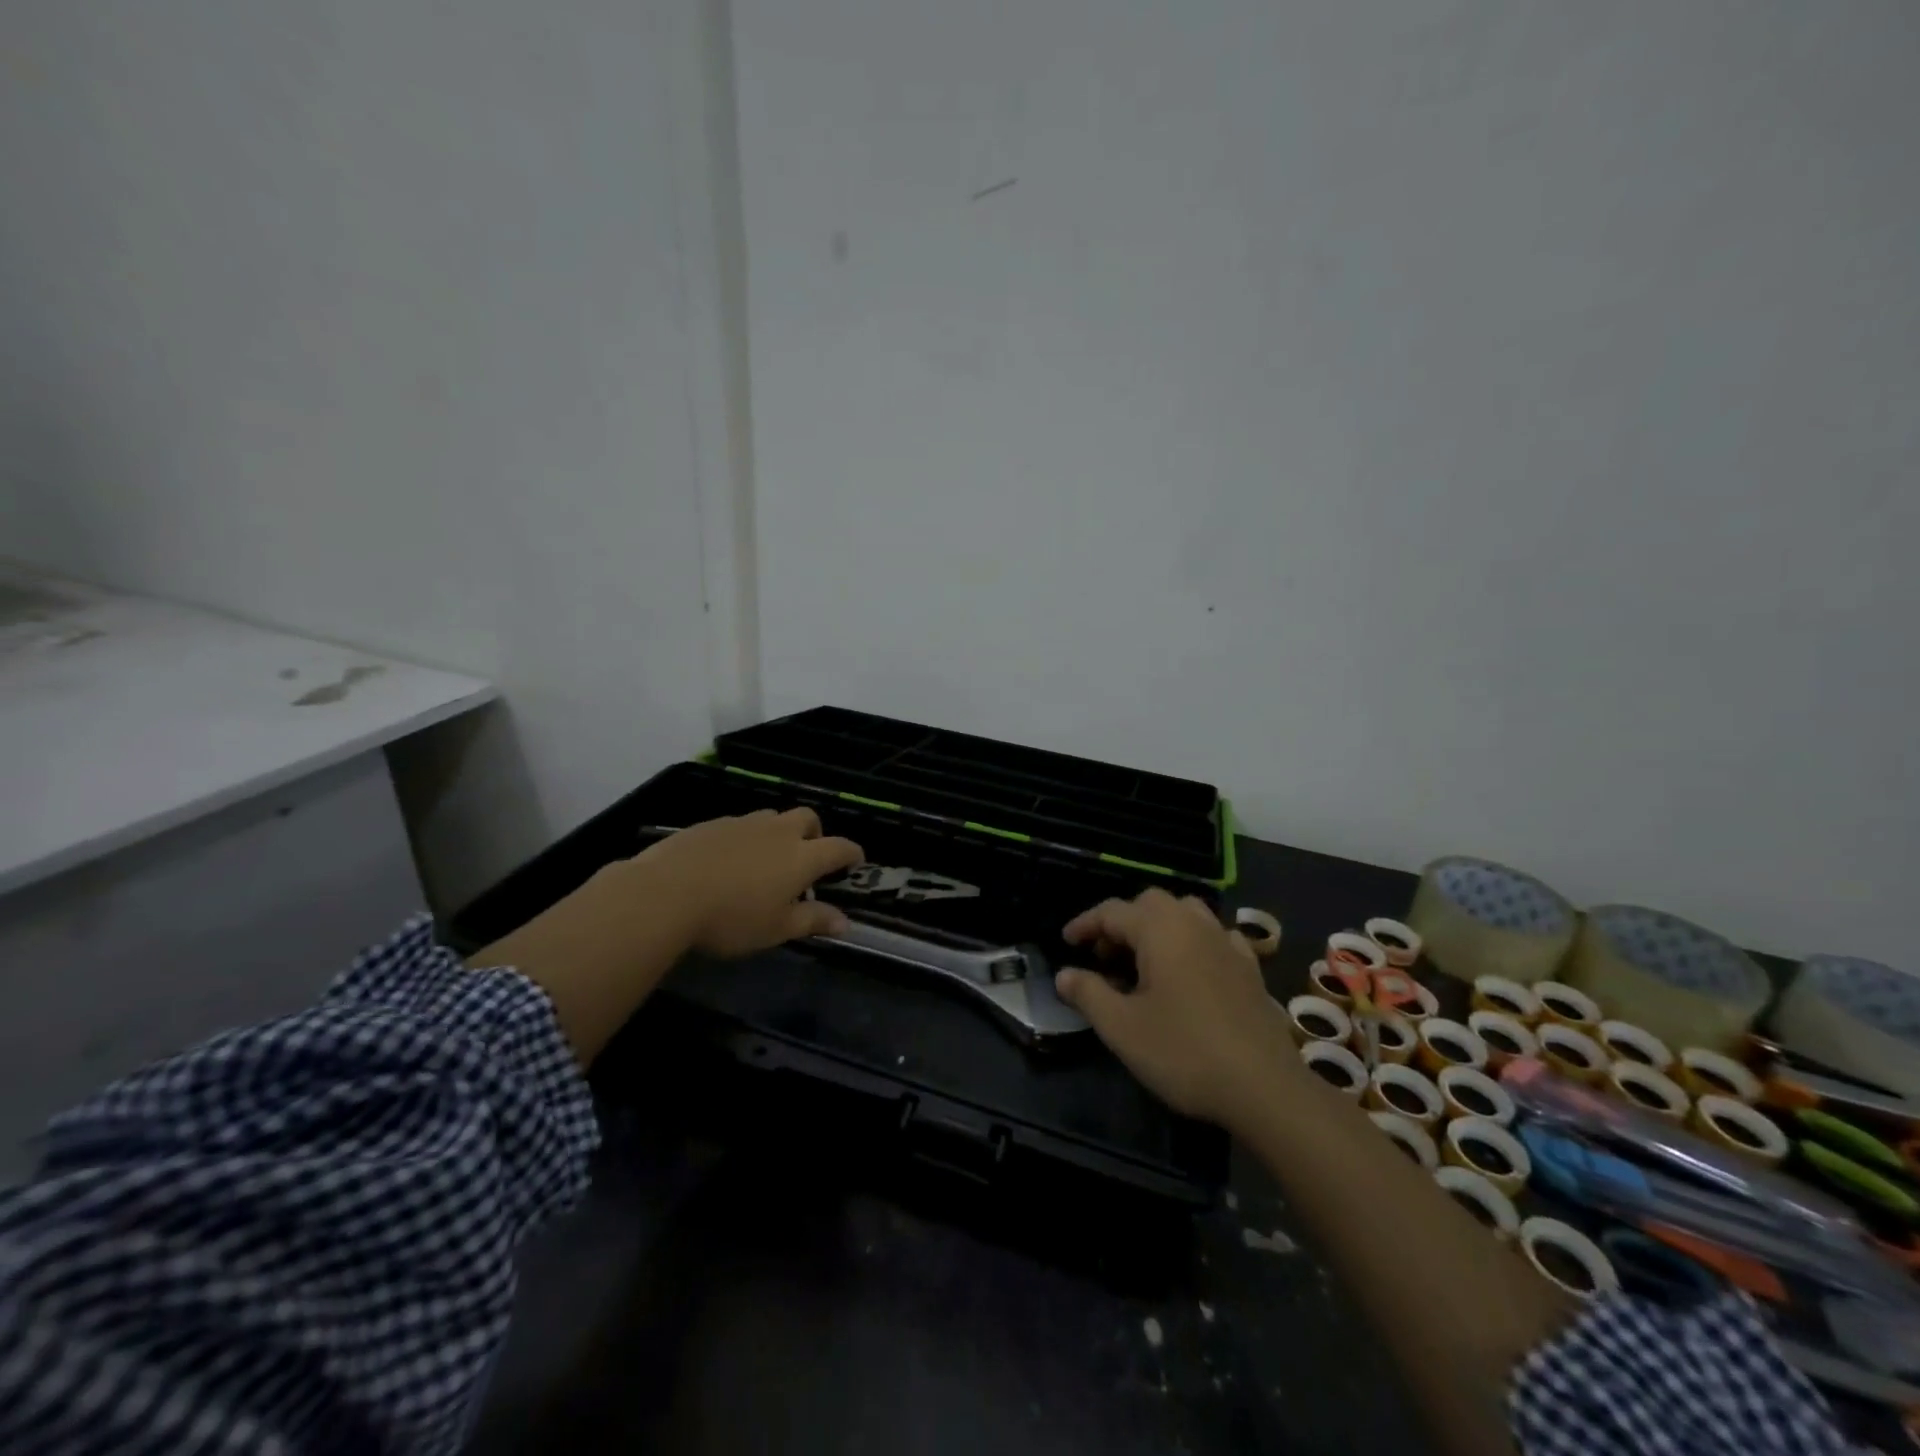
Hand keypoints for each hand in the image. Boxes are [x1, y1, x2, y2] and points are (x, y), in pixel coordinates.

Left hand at [635, 808, 863, 956]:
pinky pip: (740, 824)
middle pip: (808, 819)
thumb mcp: (776, 929)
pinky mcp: (712, 823)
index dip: (852, 854)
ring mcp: (743, 823)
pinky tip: (728, 861)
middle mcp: (778, 832)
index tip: (856, 862)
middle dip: (816, 834)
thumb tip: (846, 922)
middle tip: (808, 857)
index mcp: (801, 857)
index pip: (839, 848)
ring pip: (773, 817)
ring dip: (779, 832)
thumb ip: (812, 921)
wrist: (665, 893)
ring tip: (766, 859)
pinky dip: (746, 837)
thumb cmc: (731, 918)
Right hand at [1056, 888, 1291, 1127]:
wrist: (1264, 1087)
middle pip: (1150, 904)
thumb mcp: (1122, 1028)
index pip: (1112, 912)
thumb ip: (1088, 994)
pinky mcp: (1250, 967)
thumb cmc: (1184, 1052)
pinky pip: (1214, 936)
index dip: (1085, 924)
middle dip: (1122, 922)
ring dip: (1158, 927)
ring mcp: (1226, 943)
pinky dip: (1193, 942)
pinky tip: (1190, 970)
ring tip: (1143, 960)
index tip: (1066, 942)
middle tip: (1103, 955)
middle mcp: (1194, 924)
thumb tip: (1064, 974)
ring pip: (1185, 913)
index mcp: (1159, 930)